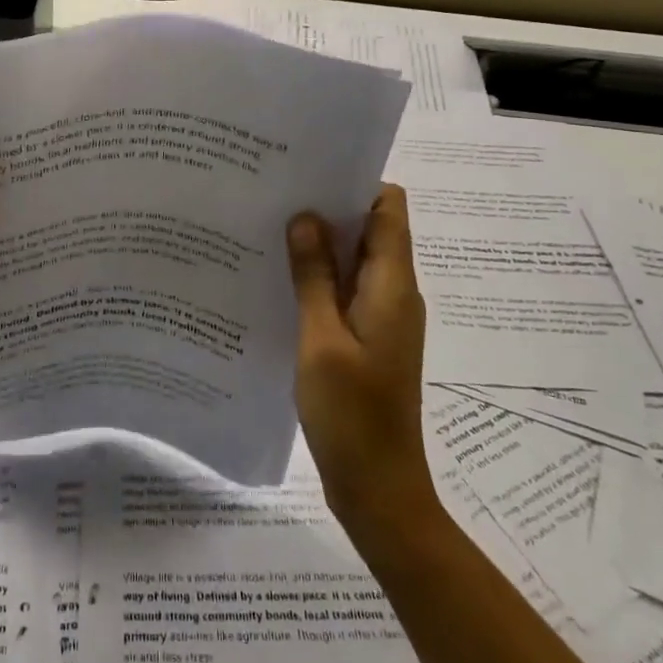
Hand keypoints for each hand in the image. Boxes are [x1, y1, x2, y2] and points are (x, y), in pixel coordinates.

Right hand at [287, 186, 433, 534]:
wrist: (379, 489)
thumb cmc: (352, 415)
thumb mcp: (321, 340)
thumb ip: (314, 277)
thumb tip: (305, 216)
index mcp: (393, 286)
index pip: (388, 208)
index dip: (354, 183)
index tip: (307, 173)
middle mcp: (394, 293)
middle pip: (370, 230)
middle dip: (327, 210)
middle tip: (274, 196)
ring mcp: (381, 319)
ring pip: (353, 262)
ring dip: (318, 246)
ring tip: (268, 231)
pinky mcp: (366, 340)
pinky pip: (344, 293)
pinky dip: (317, 280)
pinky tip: (277, 281)